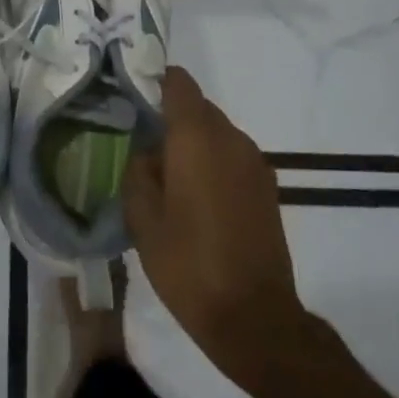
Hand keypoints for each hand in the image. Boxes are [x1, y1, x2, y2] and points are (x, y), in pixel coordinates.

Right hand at [123, 67, 304, 362]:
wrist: (253, 317)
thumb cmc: (187, 265)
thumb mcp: (143, 219)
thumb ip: (138, 172)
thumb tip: (147, 152)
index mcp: (197, 140)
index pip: (180, 85)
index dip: (155, 80)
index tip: (131, 92)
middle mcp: (231, 140)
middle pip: (199, 108)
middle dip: (170, 116)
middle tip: (139, 141)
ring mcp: (255, 164)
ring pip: (216, 133)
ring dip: (191, 142)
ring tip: (164, 173)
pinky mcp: (267, 188)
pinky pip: (232, 156)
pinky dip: (210, 161)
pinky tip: (192, 195)